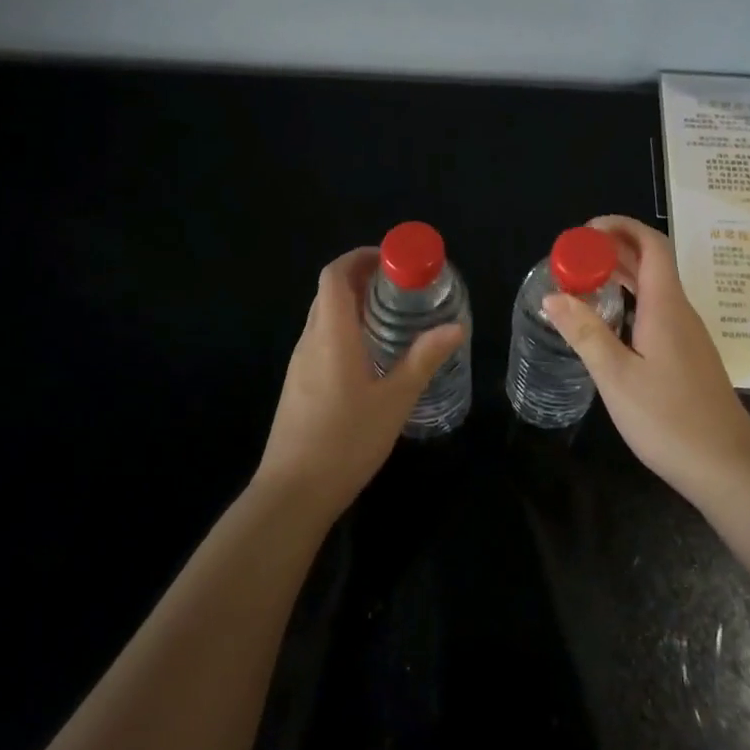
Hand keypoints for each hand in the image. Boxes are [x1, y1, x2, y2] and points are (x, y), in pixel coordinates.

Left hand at [256, 247, 465, 516]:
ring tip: (394, 317)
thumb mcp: (395, 399)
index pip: (335, 275)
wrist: (293, 492)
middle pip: (330, 292)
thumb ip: (424, 359)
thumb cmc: (346, 441)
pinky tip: (373, 355)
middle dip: (363, 279)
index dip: (360, 257)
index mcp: (331, 334)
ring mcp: (300, 364)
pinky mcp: (299, 384)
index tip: (392, 260)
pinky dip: (346, 330)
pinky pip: (322, 340)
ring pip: (325, 317)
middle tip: (403, 287)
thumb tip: (455, 326)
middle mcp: (310, 340)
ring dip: (355, 306)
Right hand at [543, 215, 749, 497]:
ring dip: (622, 276)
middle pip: (652, 262)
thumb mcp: (616, 376)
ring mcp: (687, 334)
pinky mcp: (687, 356)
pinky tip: (610, 322)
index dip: (620, 227)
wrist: (727, 466)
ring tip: (583, 282)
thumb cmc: (669, 419)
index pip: (650, 245)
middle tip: (573, 258)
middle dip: (613, 249)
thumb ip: (585, 333)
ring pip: (655, 288)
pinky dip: (631, 301)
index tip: (585, 231)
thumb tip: (553, 296)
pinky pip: (658, 310)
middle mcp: (680, 312)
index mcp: (665, 306)